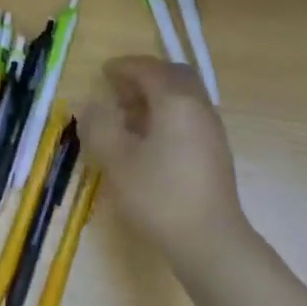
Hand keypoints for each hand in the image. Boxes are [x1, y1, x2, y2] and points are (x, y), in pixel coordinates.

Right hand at [78, 56, 246, 264]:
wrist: (209, 238)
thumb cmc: (159, 196)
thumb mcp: (117, 161)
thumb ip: (100, 127)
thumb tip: (91, 104)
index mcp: (176, 101)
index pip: (149, 70)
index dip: (125, 67)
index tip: (104, 72)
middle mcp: (199, 107)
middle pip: (174, 77)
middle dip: (145, 77)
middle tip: (119, 91)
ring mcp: (212, 129)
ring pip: (184, 98)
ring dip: (157, 97)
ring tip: (129, 117)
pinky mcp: (215, 151)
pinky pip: (190, 117)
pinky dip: (168, 115)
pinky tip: (150, 141)